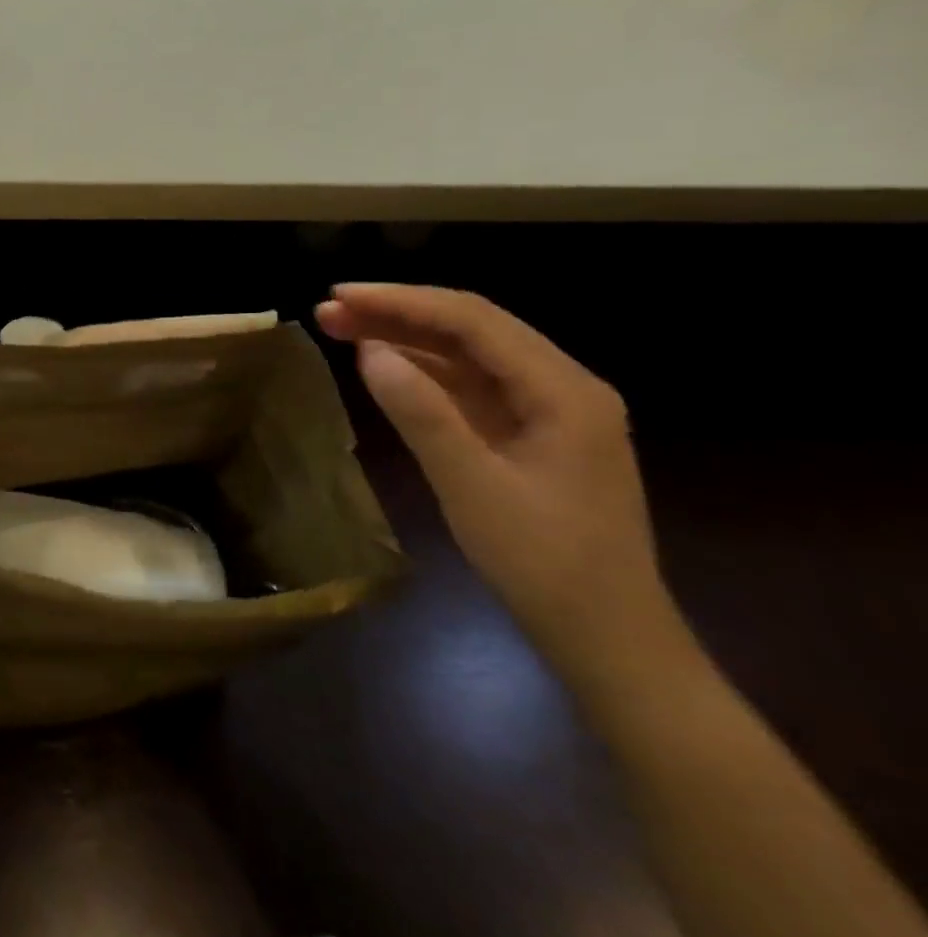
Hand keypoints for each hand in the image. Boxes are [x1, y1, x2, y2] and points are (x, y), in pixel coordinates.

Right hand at [315, 284, 674, 676]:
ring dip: (406, 338)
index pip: (472, 321)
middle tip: (329, 311)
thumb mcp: (471, 486)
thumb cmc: (544, 564)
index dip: (400, 301)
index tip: (338, 296)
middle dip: (398, 313)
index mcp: (564, 390)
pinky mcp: (530, 434)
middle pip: (471, 329)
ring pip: (468, 354)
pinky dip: (424, 371)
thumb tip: (368, 350)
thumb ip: (420, 412)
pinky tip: (384, 366)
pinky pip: (471, 385)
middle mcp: (562, 386)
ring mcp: (548, 410)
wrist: (608, 641)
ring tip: (342, 329)